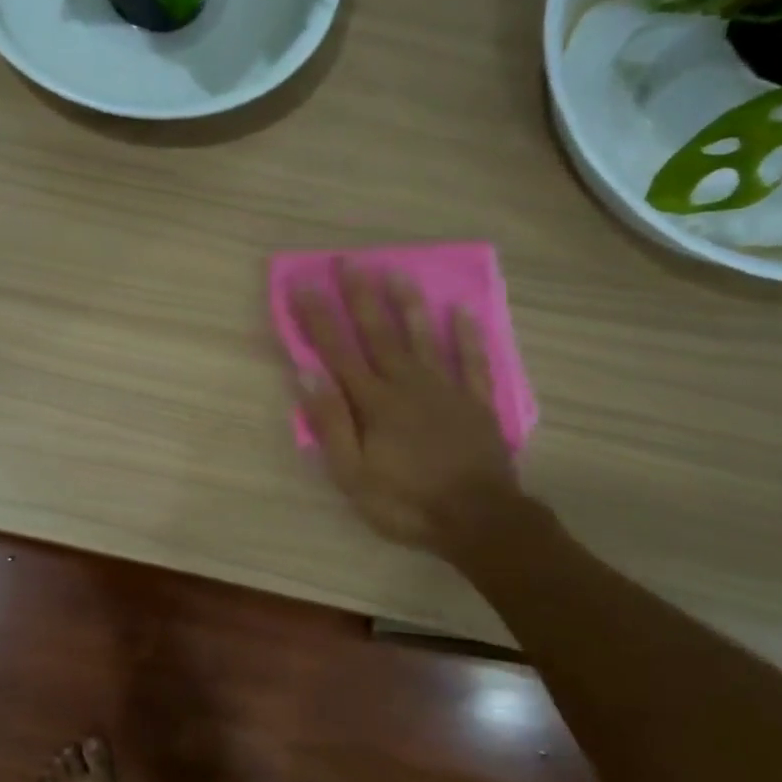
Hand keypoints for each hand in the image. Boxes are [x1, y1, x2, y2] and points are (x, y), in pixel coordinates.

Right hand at [290, 261, 529, 566]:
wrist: (479, 521)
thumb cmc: (406, 502)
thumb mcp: (352, 475)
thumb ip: (331, 423)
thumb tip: (307, 374)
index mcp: (374, 403)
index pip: (338, 352)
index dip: (318, 317)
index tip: (302, 284)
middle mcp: (407, 385)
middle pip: (379, 334)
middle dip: (360, 296)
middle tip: (348, 260)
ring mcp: (446, 391)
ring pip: (424, 338)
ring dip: (408, 304)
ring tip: (396, 270)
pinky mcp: (476, 404)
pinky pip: (474, 362)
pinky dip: (469, 336)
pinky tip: (462, 310)